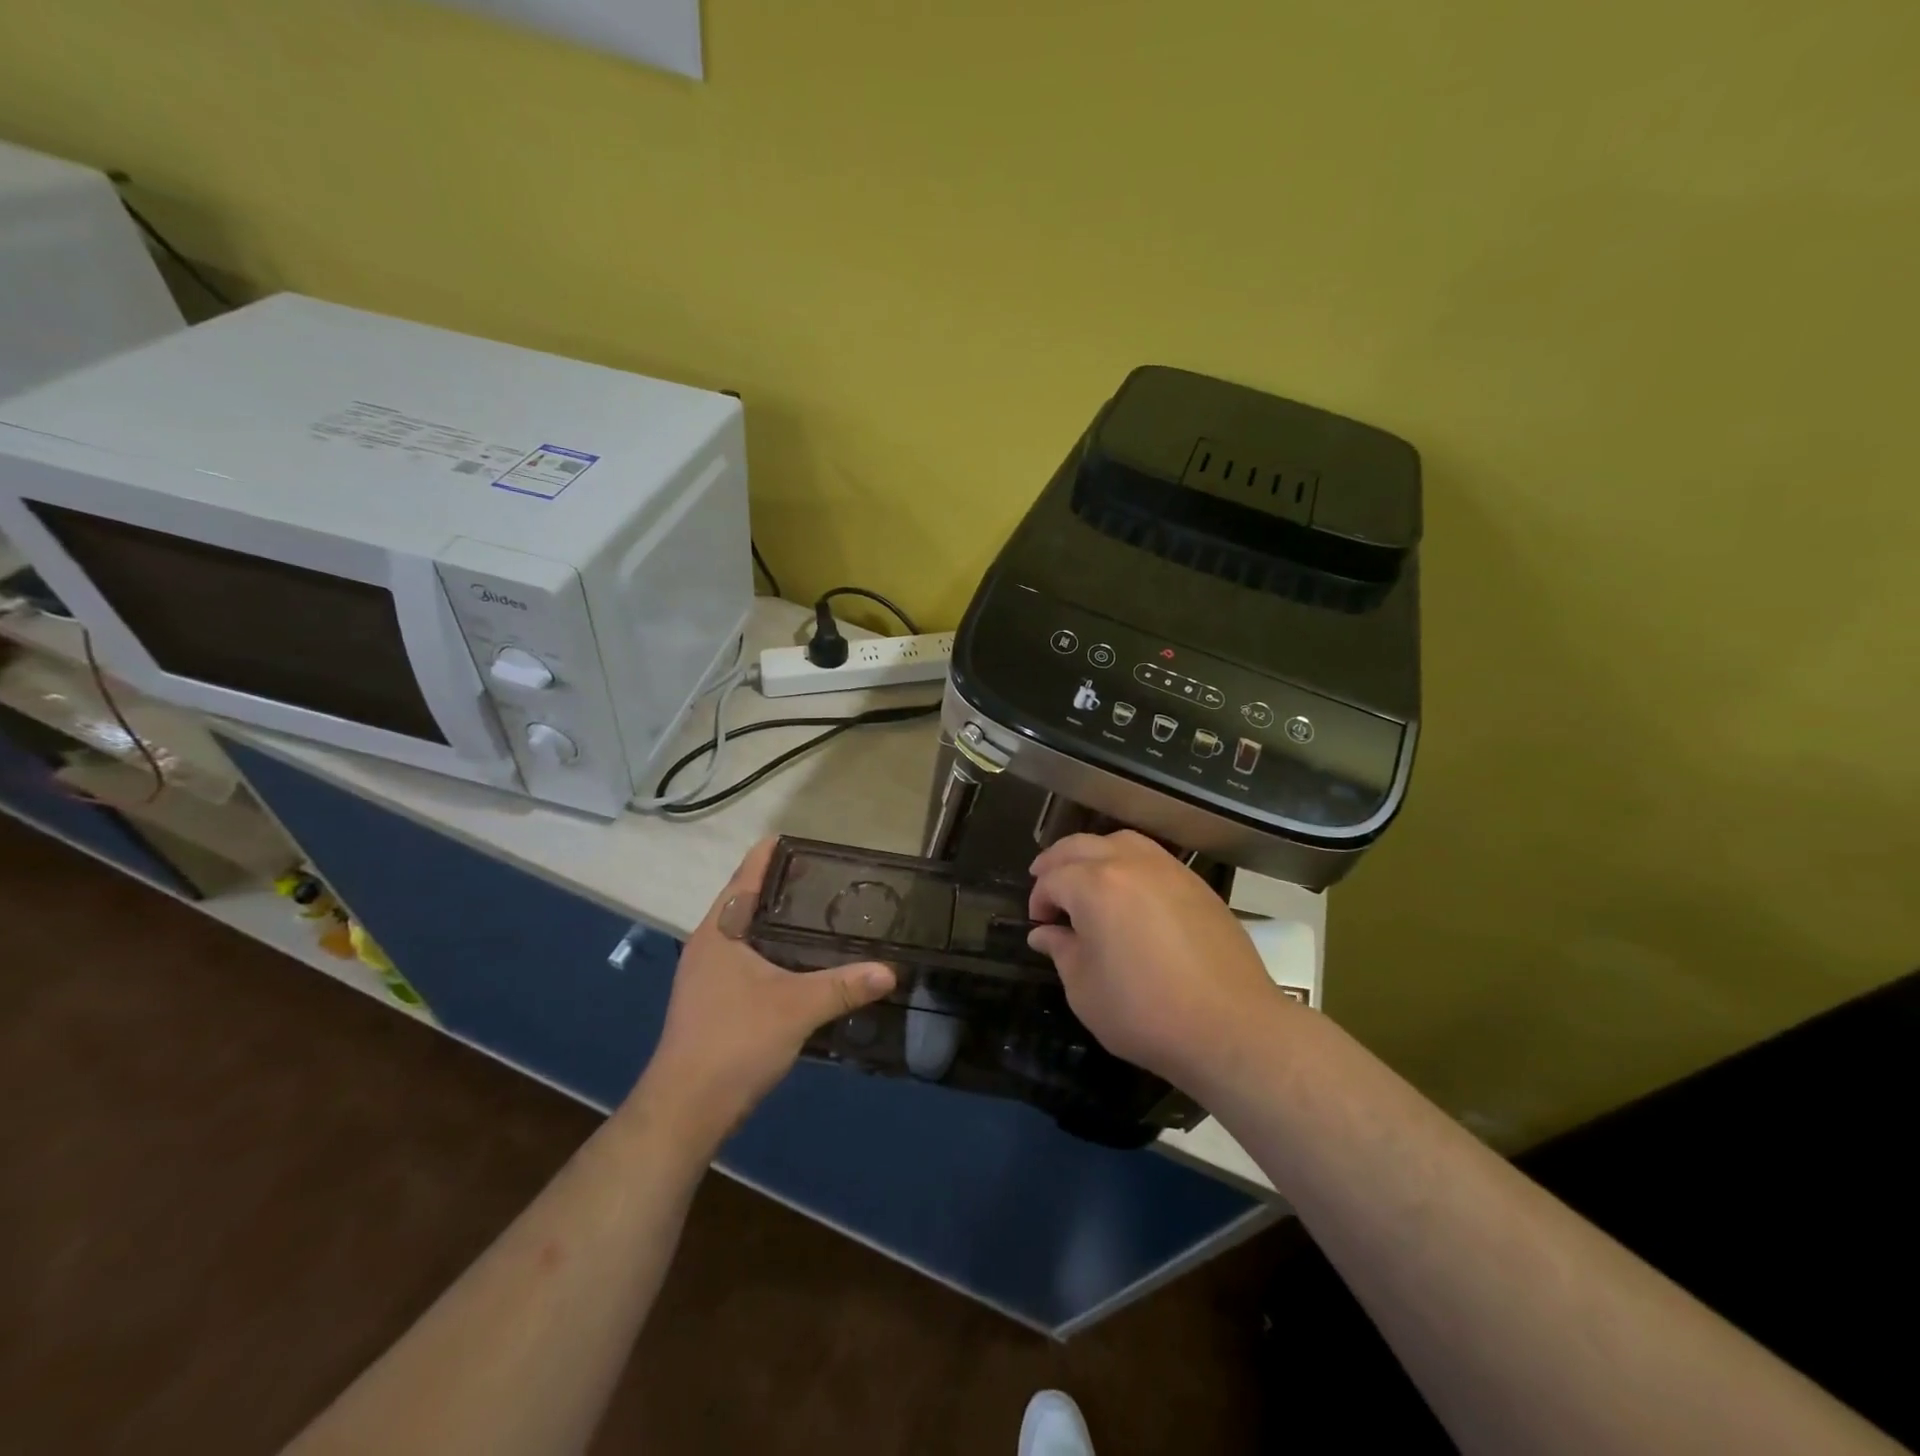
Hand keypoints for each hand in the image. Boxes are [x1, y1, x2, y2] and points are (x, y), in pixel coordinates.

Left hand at [636, 840, 894, 1145]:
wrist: (685, 1110)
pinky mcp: (714, 1002)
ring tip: (822, 915)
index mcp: (719, 931)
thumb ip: (844, 986)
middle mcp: (709, 945)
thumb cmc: (734, 1042)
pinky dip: (775, 950)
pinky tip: (803, 962)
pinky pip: (749, 959)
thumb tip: (890, 970)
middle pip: (746, 901)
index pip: (745, 876)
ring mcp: (707, 976)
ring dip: (778, 922)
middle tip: (828, 878)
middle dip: (783, 887)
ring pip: (748, 933)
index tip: (802, 839)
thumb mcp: (797, 1009)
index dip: (771, 854)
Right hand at [1027, 831, 1283, 1086]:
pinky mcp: (1196, 883)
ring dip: (1094, 854)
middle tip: (1045, 884)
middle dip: (1056, 863)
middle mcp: (1130, 864)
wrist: (1232, 1028)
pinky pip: (1151, 857)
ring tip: (1085, 879)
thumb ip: (1061, 951)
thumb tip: (1045, 933)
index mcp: (1095, 886)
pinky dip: (1128, 862)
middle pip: (1081, 846)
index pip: (1053, 878)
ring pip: (1119, 841)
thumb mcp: (1085, 990)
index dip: (1039, 899)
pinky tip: (1128, 891)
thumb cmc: (1146, 1013)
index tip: (1039, 925)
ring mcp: (1168, 869)